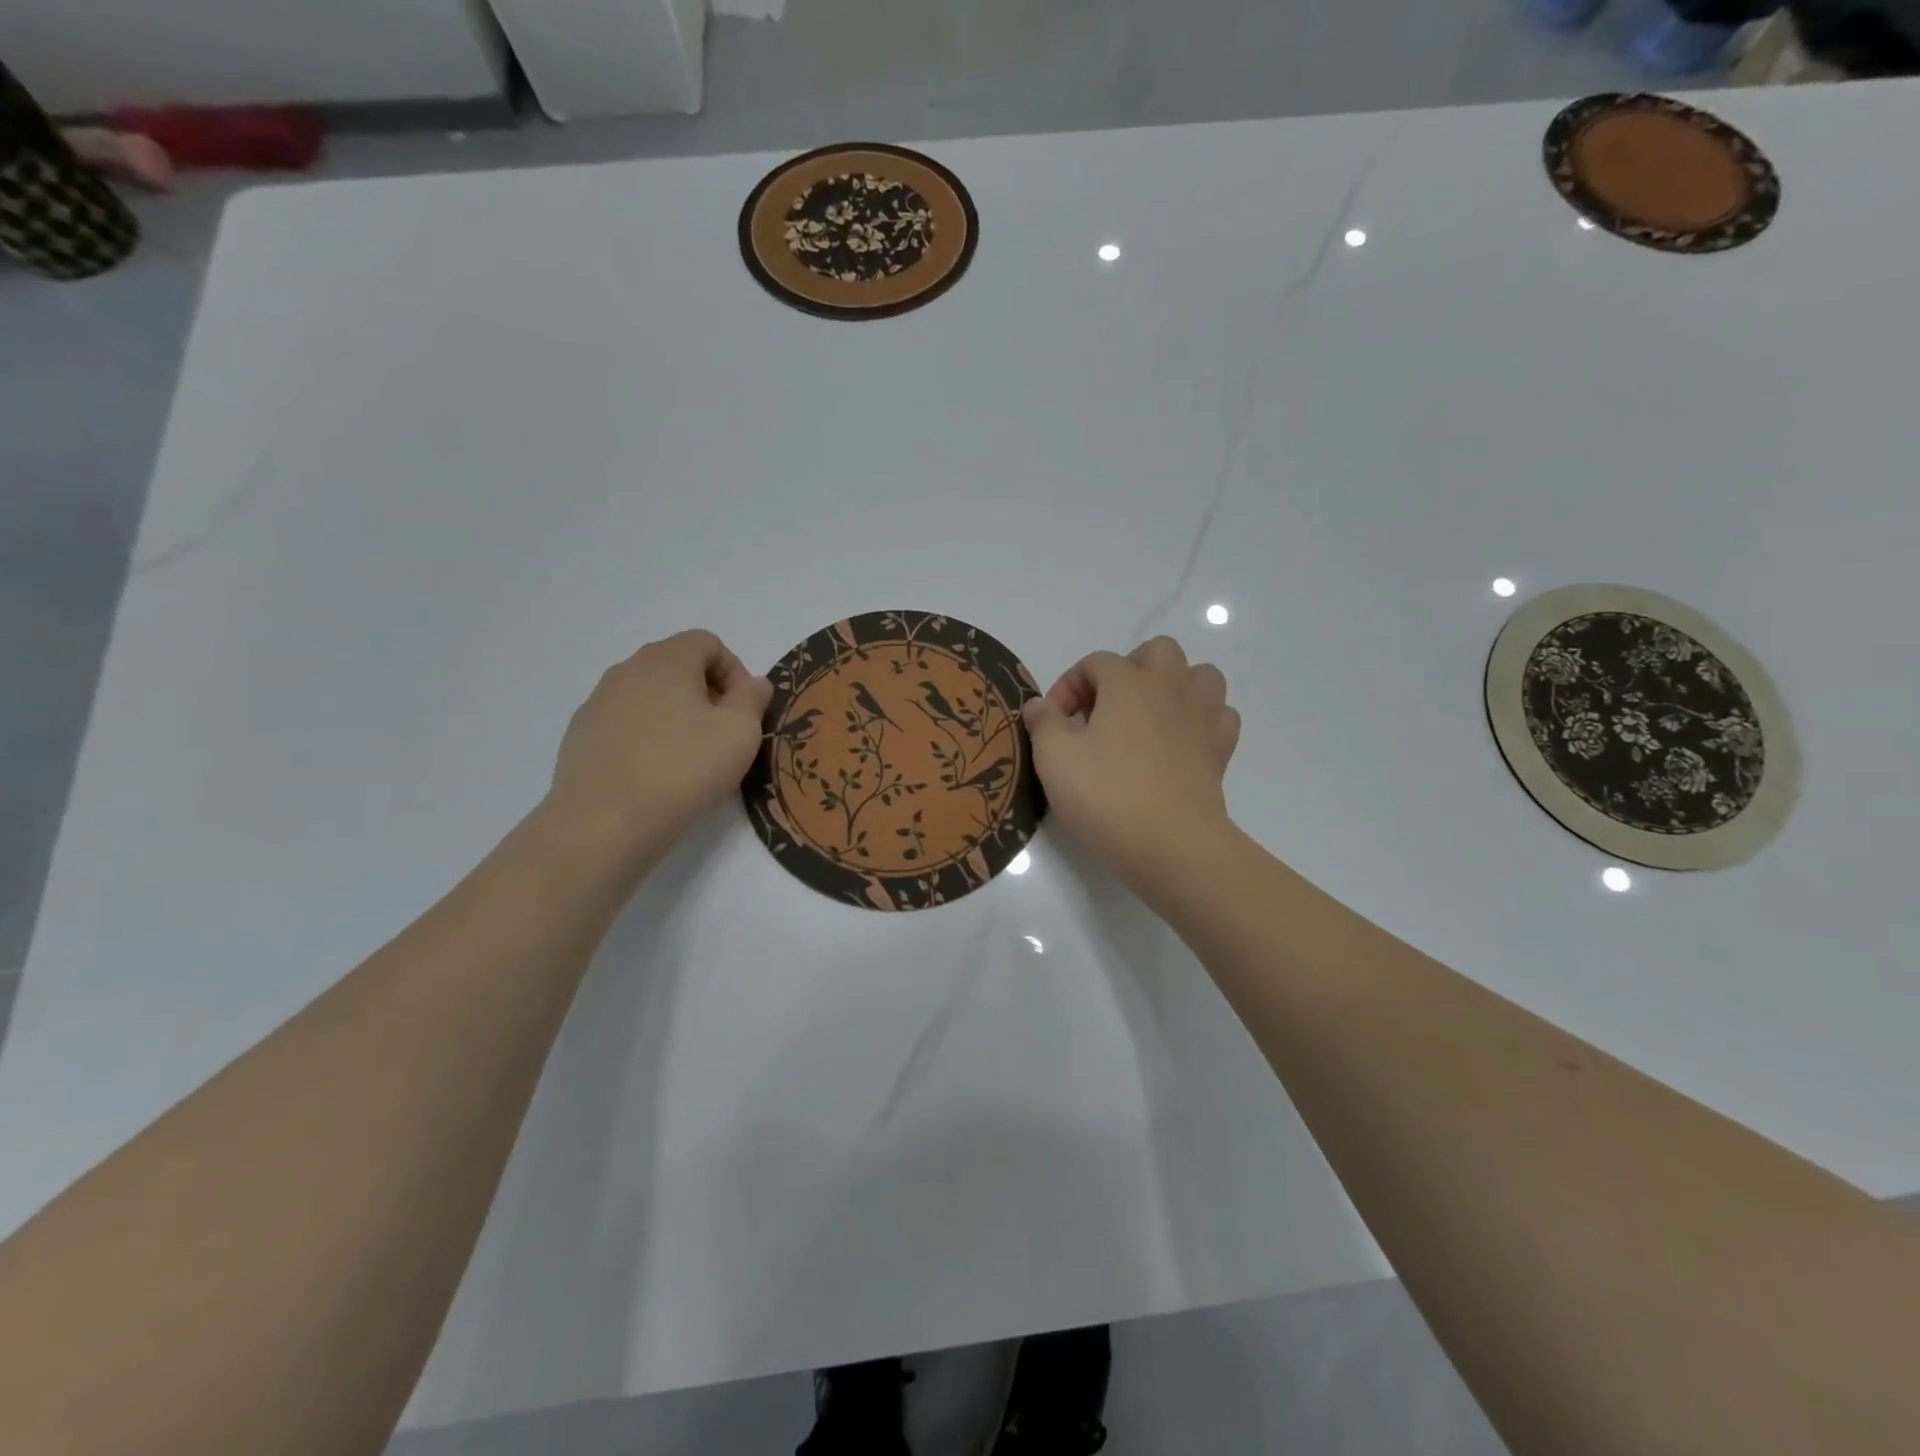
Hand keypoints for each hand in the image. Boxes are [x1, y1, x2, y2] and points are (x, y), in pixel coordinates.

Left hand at [544, 630, 772, 862]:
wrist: (603, 824)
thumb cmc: (683, 770)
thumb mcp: (741, 733)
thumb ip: (754, 698)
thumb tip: (753, 683)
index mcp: (666, 660)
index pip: (707, 642)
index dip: (735, 671)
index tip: (743, 711)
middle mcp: (627, 670)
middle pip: (677, 665)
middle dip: (707, 693)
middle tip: (722, 735)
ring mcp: (597, 702)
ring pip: (650, 695)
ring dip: (676, 715)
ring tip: (689, 758)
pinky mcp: (581, 735)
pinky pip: (625, 722)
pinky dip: (646, 737)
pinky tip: (654, 774)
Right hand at [1023, 636, 1240, 901]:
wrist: (1172, 845)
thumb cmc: (1107, 795)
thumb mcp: (1054, 758)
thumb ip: (1043, 723)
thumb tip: (1038, 704)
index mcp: (1128, 682)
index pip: (1094, 662)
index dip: (1067, 687)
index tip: (1053, 724)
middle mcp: (1170, 687)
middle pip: (1157, 651)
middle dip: (1128, 670)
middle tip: (1105, 709)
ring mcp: (1203, 716)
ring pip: (1199, 675)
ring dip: (1172, 687)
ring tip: (1148, 717)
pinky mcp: (1221, 749)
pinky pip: (1218, 715)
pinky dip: (1200, 720)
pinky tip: (1180, 742)